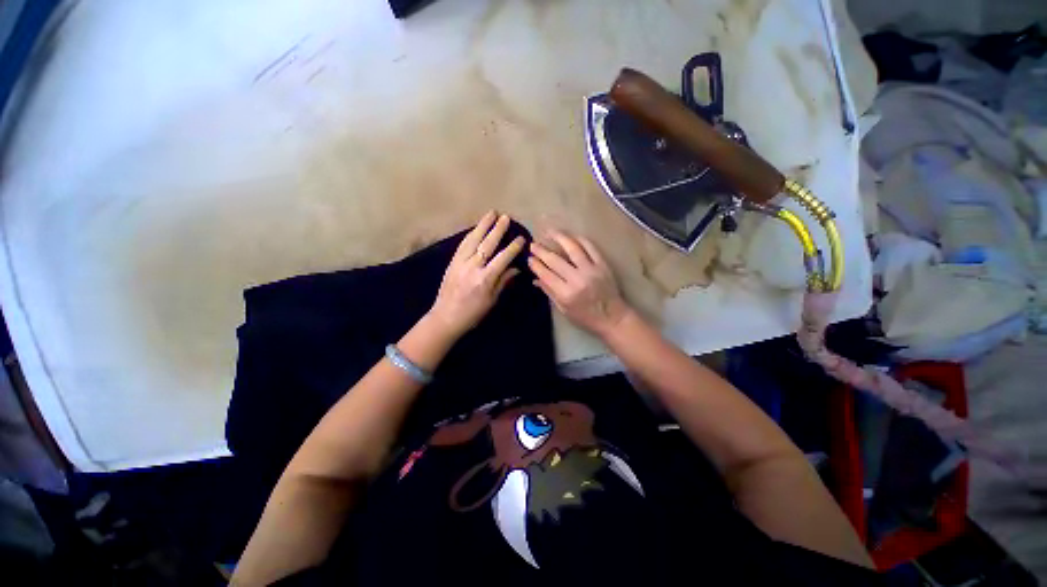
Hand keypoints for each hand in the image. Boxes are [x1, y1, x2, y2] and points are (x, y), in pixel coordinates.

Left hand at [428, 211, 524, 337]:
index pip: (502, 258)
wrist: (446, 317)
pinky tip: (476, 228)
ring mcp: (460, 262)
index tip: (521, 238)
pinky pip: (463, 244)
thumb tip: (516, 268)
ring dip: (483, 225)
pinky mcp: (452, 262)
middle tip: (506, 217)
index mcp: (485, 279)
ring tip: (491, 213)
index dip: (513, 247)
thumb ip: (504, 281)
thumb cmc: (473, 313)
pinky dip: (471, 234)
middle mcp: (472, 267)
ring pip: (473, 239)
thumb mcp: (492, 300)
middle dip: (497, 229)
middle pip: (487, 244)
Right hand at [528, 230, 633, 337]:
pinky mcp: (603, 265)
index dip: (536, 265)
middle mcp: (577, 279)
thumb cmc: (586, 317)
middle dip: (541, 251)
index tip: (529, 258)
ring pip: (572, 248)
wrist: (613, 317)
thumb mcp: (564, 309)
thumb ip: (550, 292)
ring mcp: (591, 270)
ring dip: (559, 238)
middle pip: (555, 260)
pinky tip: (571, 236)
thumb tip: (535, 279)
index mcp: (566, 294)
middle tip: (533, 244)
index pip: (546, 275)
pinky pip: (590, 248)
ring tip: (549, 231)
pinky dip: (580, 239)